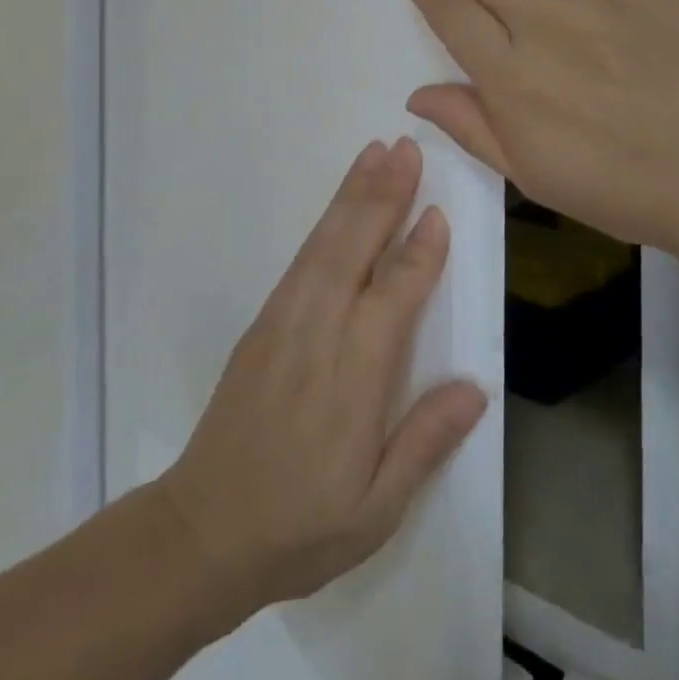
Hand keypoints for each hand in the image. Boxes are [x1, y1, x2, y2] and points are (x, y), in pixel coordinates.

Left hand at [159, 138, 487, 615]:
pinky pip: (302, 258)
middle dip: (383, 195)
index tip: (438, 212)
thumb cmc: (302, 525)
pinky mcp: (264, 321)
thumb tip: (475, 387)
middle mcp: (318, 334)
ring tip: (376, 152)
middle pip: (355, 250)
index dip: (419, 253)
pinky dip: (325, 220)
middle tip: (406, 148)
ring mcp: (284, 321)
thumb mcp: (376, 510)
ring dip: (353, 193)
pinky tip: (341, 202)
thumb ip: (425, 443)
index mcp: (353, 379)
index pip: (394, 297)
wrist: (203, 531)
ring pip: (325, 243)